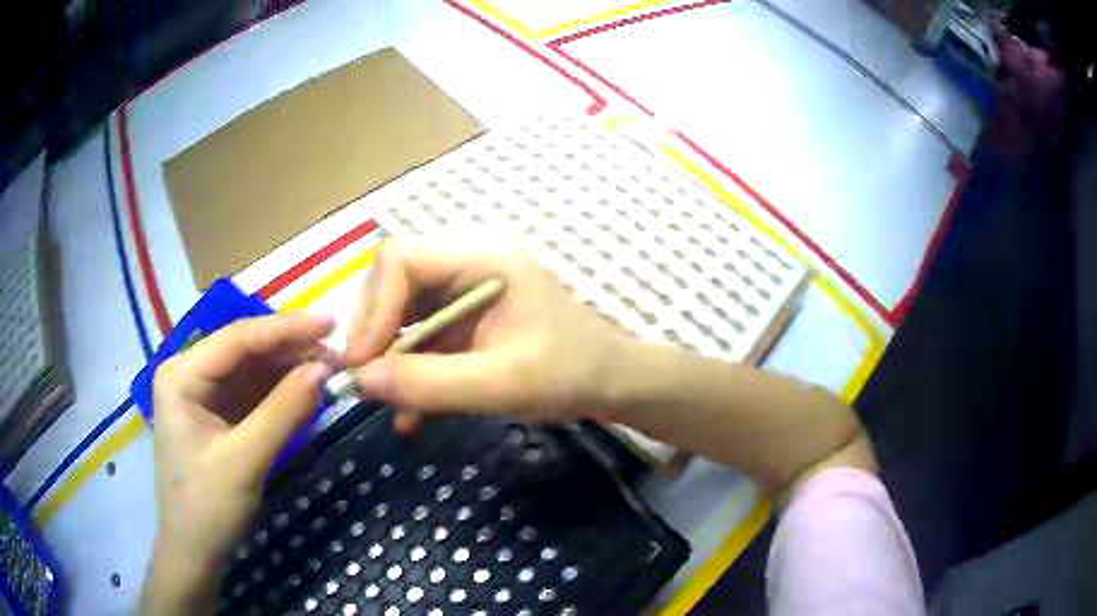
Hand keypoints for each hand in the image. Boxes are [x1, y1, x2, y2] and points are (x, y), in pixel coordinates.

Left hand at [142, 314, 333, 613]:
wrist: (195, 551)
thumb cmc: (208, 508)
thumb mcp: (245, 461)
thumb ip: (283, 412)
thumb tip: (326, 370)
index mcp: (182, 375)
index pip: (237, 339)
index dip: (285, 329)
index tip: (332, 323)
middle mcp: (190, 373)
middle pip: (245, 350)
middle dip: (290, 350)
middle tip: (338, 354)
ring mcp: (204, 394)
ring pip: (252, 369)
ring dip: (290, 369)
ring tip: (331, 369)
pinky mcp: (218, 414)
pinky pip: (253, 392)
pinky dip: (282, 391)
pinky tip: (308, 388)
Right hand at [346, 234, 633, 431]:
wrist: (610, 383)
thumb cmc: (568, 374)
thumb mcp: (498, 384)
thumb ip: (428, 383)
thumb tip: (362, 381)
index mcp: (484, 258)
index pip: (403, 259)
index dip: (374, 307)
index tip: (365, 361)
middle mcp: (469, 262)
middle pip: (395, 279)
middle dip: (374, 329)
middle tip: (367, 378)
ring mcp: (467, 288)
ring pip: (403, 309)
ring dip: (388, 355)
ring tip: (383, 399)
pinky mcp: (467, 317)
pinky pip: (423, 333)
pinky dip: (411, 369)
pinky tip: (410, 413)